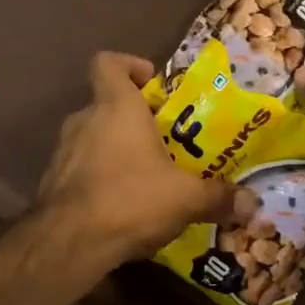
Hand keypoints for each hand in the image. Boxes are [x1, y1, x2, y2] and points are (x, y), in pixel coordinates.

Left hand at [38, 52, 238, 263]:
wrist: (69, 242)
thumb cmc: (130, 199)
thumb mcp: (185, 198)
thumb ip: (218, 197)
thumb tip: (252, 203)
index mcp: (115, 107)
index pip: (108, 63)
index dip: (129, 65)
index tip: (152, 84)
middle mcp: (83, 120)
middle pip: (107, 104)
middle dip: (135, 120)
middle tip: (165, 143)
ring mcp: (63, 151)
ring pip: (93, 138)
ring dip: (117, 151)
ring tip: (148, 178)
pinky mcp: (52, 182)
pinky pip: (81, 168)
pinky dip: (100, 178)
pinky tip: (122, 205)